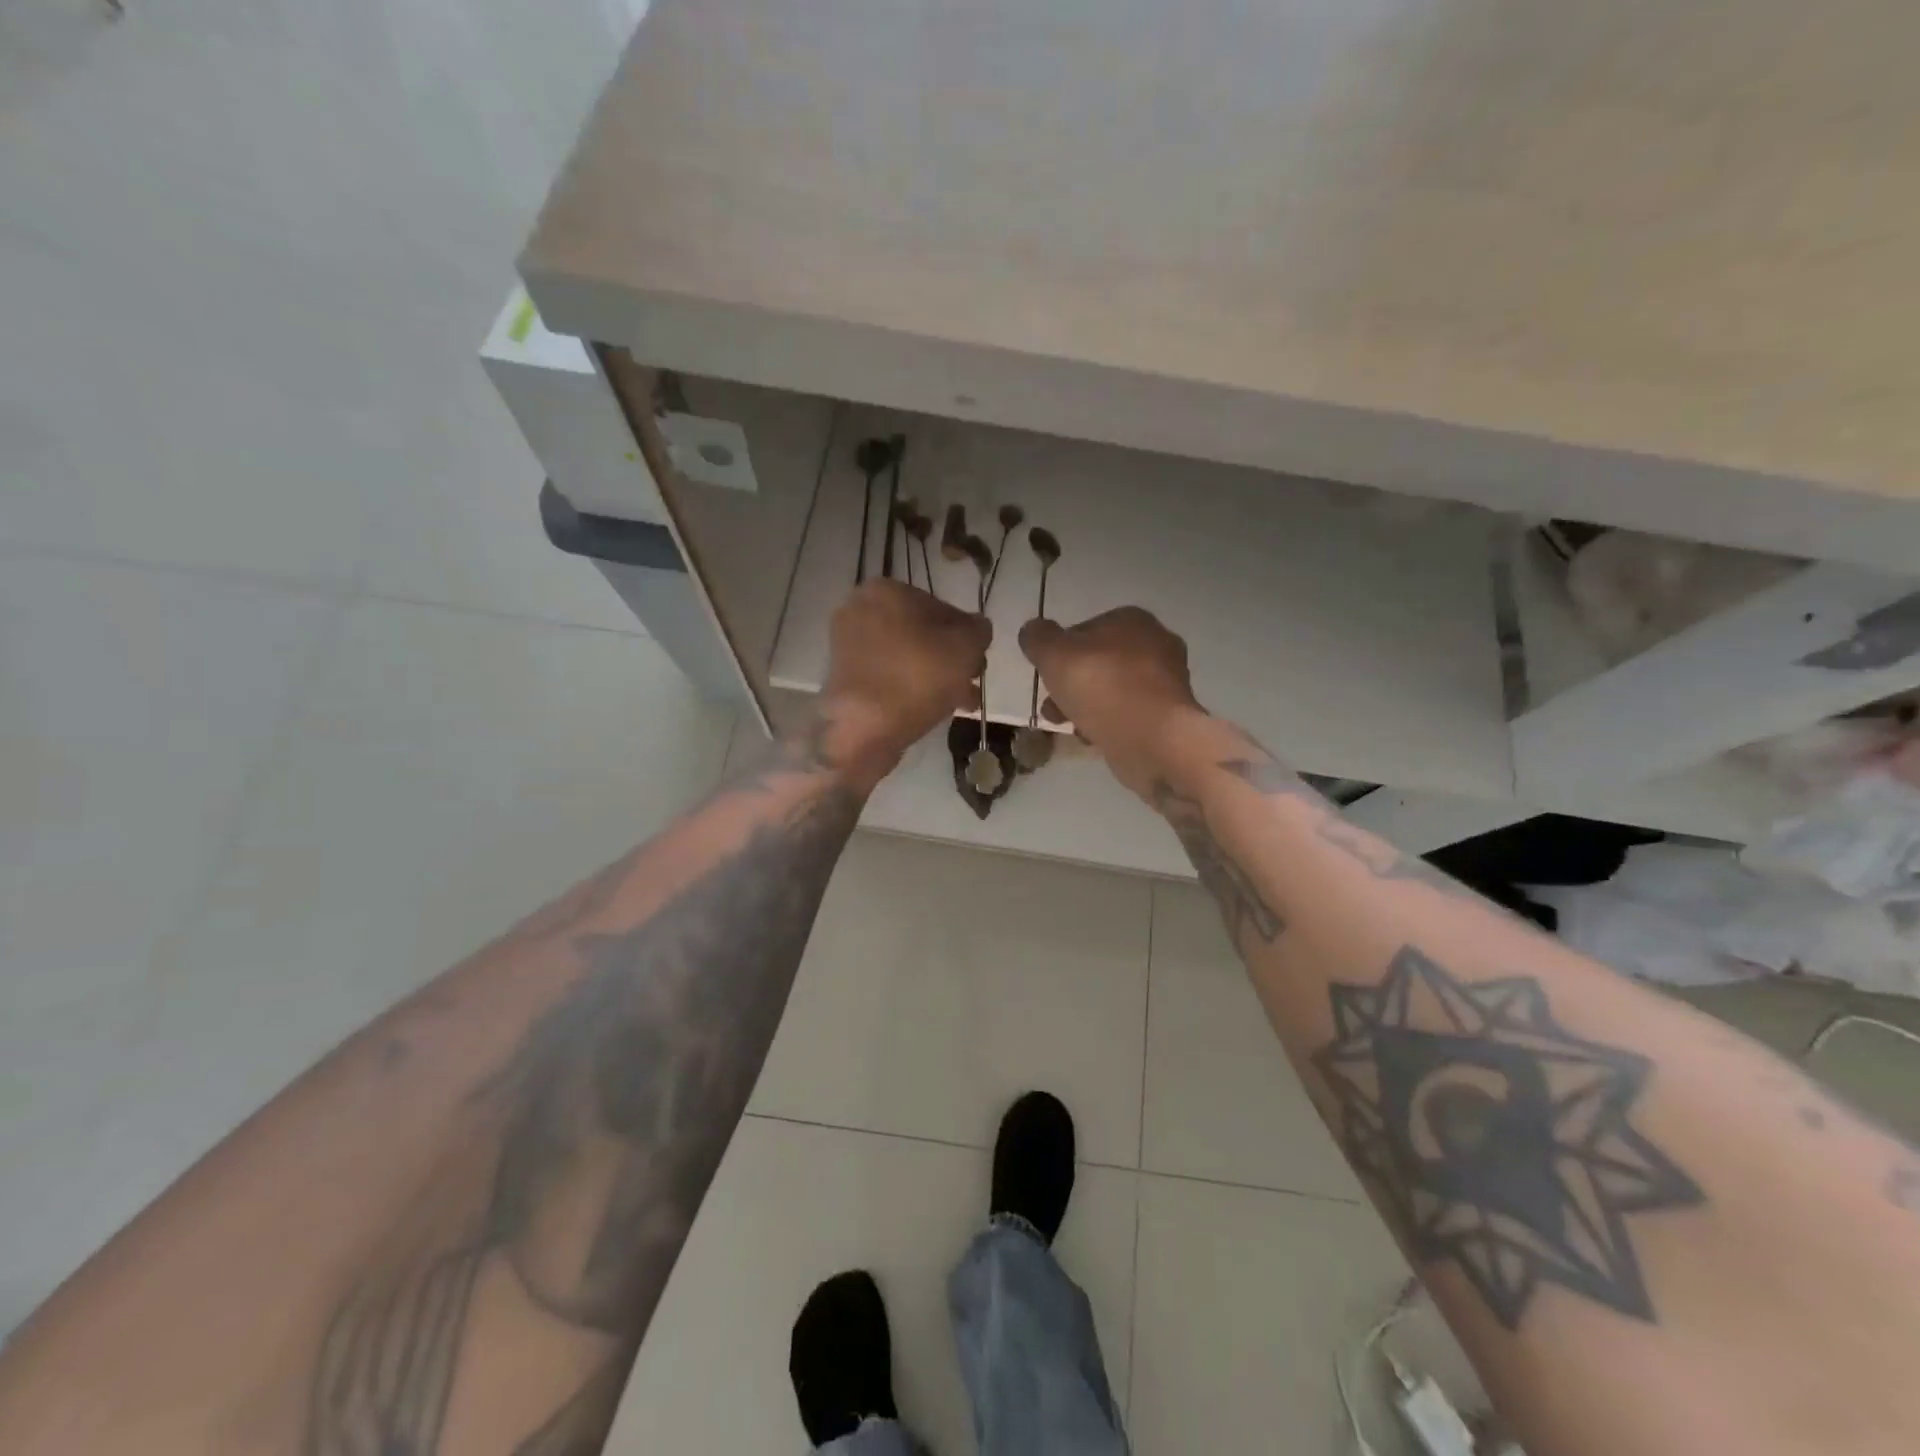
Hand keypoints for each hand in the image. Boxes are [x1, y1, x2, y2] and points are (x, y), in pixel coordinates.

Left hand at [819, 579, 990, 782]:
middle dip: (950, 658)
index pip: (940, 606)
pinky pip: (889, 675)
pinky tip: (935, 708)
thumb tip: (976, 628)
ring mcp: (848, 645)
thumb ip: (979, 630)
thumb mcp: (967, 646)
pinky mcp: (844, 677)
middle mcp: (861, 610)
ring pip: (907, 656)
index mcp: (886, 590)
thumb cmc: (919, 676)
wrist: (864, 728)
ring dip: (936, 676)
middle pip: (922, 633)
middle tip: (971, 682)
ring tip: (961, 702)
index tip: (978, 660)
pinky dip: (911, 687)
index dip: (966, 634)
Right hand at [1018, 607, 1204, 796]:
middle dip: (1071, 684)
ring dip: (1086, 706)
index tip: (1046, 675)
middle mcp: (1155, 643)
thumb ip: (1038, 638)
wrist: (1154, 740)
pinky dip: (1109, 723)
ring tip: (1067, 726)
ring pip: (1112, 689)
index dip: (1059, 652)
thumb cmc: (1103, 687)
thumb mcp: (1054, 655)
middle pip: (1098, 661)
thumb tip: (1033, 630)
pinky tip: (1094, 739)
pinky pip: (1129, 714)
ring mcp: (1167, 681)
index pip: (1084, 629)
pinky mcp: (1169, 715)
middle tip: (1052, 705)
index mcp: (1132, 620)